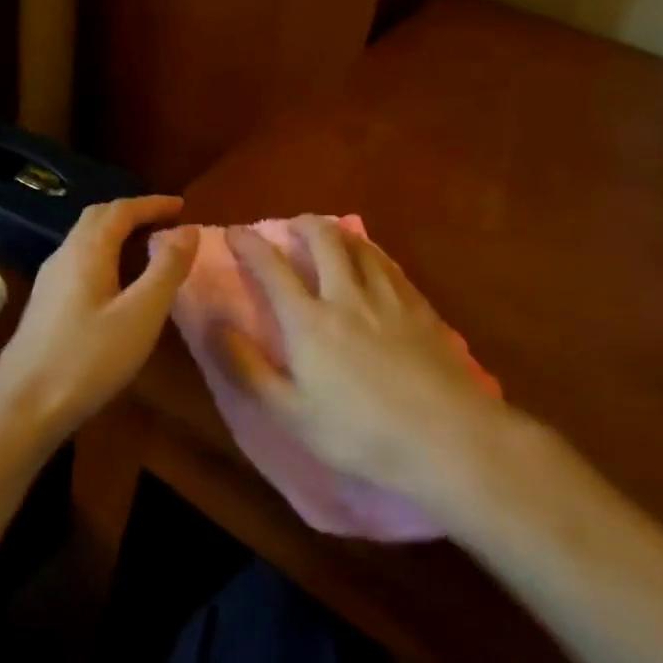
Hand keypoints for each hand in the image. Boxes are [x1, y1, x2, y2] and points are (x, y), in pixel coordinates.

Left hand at [0, 196, 200, 442]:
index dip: (152, 204)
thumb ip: (167, 269)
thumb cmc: (89, 358)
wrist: (23, 406)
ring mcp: (49, 280)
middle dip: (133, 213)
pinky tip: (117, 284)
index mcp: (87, 250)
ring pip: (86, 240)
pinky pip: (79, 262)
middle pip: (98, 218)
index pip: (121, 210)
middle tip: (165, 221)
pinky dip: (105, 255)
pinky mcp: (45, 304)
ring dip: (117, 234)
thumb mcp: (141, 314)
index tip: (182, 205)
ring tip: (147, 248)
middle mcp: (64, 256)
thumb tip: (188, 229)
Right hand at [225, 216, 503, 503]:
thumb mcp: (290, 413)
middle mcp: (345, 296)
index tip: (235, 232)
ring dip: (338, 233)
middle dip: (302, 224)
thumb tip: (215, 326)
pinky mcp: (419, 308)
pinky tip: (373, 260)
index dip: (249, 244)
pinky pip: (390, 265)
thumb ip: (248, 367)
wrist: (446, 438)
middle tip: (291, 226)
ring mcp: (387, 298)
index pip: (271, 268)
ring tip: (329, 235)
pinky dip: (372, 253)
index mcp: (308, 321)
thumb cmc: (359, 432)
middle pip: (323, 240)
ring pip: (360, 246)